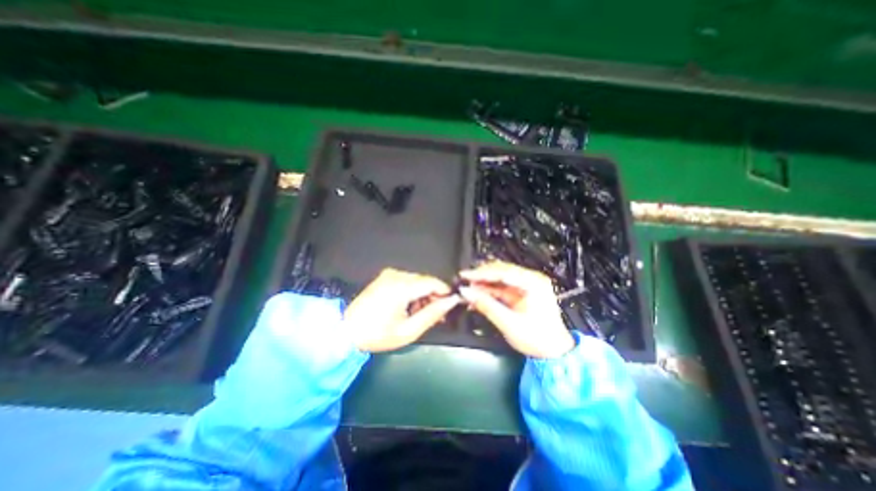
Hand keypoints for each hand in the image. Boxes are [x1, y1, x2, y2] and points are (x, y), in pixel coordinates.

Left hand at [345, 268, 460, 352]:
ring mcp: (389, 274)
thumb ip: (432, 314)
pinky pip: (406, 281)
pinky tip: (409, 307)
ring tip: (421, 314)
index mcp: (402, 286)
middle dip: (434, 296)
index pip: (433, 282)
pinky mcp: (384, 277)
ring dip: (423, 295)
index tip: (449, 307)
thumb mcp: (409, 330)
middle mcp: (396, 275)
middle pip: (425, 281)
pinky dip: (413, 292)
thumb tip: (451, 302)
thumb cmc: (378, 334)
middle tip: (436, 315)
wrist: (346, 331)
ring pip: (417, 280)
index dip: (445, 293)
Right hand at [460, 258, 575, 358]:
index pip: (503, 272)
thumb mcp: (508, 323)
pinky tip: (477, 295)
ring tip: (467, 289)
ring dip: (483, 284)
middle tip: (464, 282)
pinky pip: (501, 287)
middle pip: (500, 271)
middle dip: (481, 277)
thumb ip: (486, 305)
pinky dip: (488, 291)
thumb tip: (466, 293)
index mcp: (534, 283)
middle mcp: (531, 280)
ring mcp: (526, 285)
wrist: (553, 353)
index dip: (481, 273)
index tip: (465, 275)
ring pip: (499, 279)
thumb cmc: (537, 339)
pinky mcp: (521, 292)